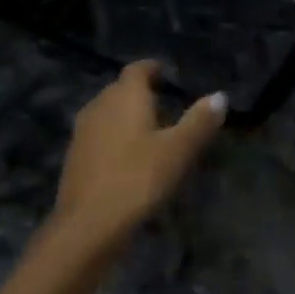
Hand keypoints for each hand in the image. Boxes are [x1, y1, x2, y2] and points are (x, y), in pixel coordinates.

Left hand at [50, 62, 225, 252]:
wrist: (88, 224)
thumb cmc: (138, 179)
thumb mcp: (177, 151)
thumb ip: (199, 121)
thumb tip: (219, 96)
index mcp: (125, 96)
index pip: (137, 69)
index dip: (152, 69)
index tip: (166, 74)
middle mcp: (99, 105)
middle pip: (120, 89)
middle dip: (141, 93)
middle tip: (165, 105)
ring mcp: (82, 131)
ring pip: (107, 112)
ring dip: (126, 117)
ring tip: (149, 132)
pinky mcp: (75, 156)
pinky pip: (99, 135)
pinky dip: (114, 137)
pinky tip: (127, 158)